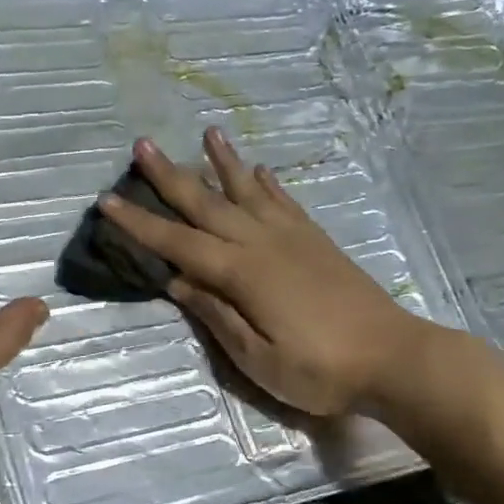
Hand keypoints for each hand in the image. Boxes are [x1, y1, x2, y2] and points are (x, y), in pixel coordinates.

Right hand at [99, 129, 440, 418]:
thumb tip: (179, 282)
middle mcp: (263, 243)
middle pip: (207, 204)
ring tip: (207, 133)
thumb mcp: (258, 359)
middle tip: (142, 145)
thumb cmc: (320, 370)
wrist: (395, 358)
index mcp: (242, 274)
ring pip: (247, 191)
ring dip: (223, 162)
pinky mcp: (316, 241)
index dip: (140, 224)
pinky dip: (266, 184)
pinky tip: (258, 170)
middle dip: (170, 176)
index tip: (108, 201)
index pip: (178, 243)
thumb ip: (217, 316)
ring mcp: (293, 238)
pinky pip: (284, 202)